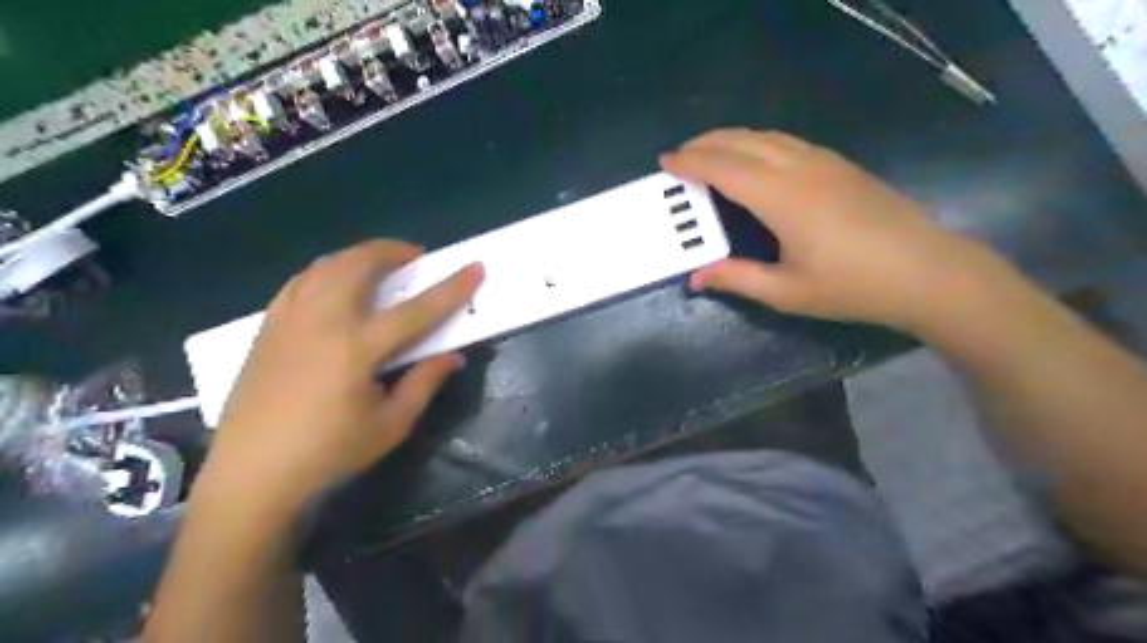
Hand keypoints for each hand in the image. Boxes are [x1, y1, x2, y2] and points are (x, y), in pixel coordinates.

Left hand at [198, 241, 482, 517]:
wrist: (251, 473)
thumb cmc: (328, 453)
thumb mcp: (389, 425)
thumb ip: (424, 383)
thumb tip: (454, 356)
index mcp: (357, 349)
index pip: (417, 310)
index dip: (451, 288)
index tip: (475, 267)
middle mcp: (322, 322)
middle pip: (359, 266)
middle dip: (392, 251)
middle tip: (414, 257)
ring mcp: (290, 320)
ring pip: (325, 266)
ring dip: (358, 256)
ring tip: (378, 265)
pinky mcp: (268, 328)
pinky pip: (300, 282)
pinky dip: (325, 272)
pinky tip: (335, 283)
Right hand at [658, 130, 990, 330]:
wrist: (927, 272)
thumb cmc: (852, 286)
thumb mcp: (786, 292)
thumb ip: (737, 278)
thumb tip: (695, 278)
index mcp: (782, 198)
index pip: (725, 168)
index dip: (692, 162)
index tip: (666, 161)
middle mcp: (800, 168)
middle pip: (743, 142)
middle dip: (706, 143)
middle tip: (679, 154)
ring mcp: (825, 162)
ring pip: (768, 136)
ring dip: (732, 138)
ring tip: (709, 150)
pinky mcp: (842, 165)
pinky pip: (788, 141)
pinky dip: (758, 142)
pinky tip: (754, 157)